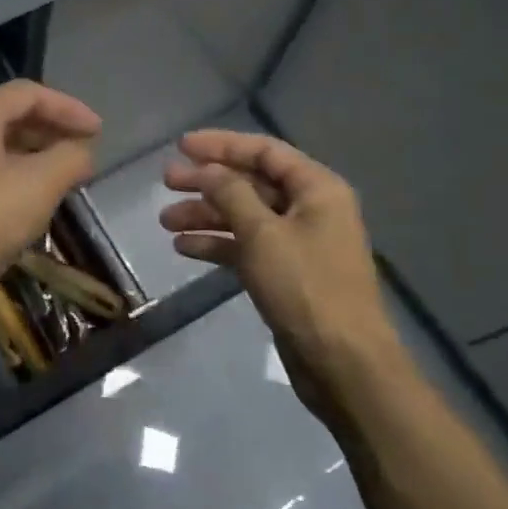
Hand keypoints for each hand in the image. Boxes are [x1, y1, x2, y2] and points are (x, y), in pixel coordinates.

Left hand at [0, 81, 100, 319]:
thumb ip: (68, 160)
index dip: (68, 108)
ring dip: (33, 156)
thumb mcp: (37, 188)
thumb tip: (82, 151)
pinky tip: (28, 204)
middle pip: (10, 116)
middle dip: (51, 131)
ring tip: (63, 179)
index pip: (29, 93)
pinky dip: (12, 177)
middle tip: (83, 154)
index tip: (98, 132)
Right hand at [159, 130, 404, 415]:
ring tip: (165, 221)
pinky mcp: (285, 274)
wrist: (342, 363)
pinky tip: (183, 248)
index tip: (181, 146)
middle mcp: (309, 209)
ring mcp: (297, 243)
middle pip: (251, 183)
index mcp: (316, 189)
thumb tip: (206, 169)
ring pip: (244, 216)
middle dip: (207, 182)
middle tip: (166, 182)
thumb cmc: (305, 286)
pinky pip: (245, 247)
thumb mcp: (262, 233)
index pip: (264, 151)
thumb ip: (230, 193)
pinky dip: (217, 244)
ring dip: (205, 215)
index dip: (221, 145)